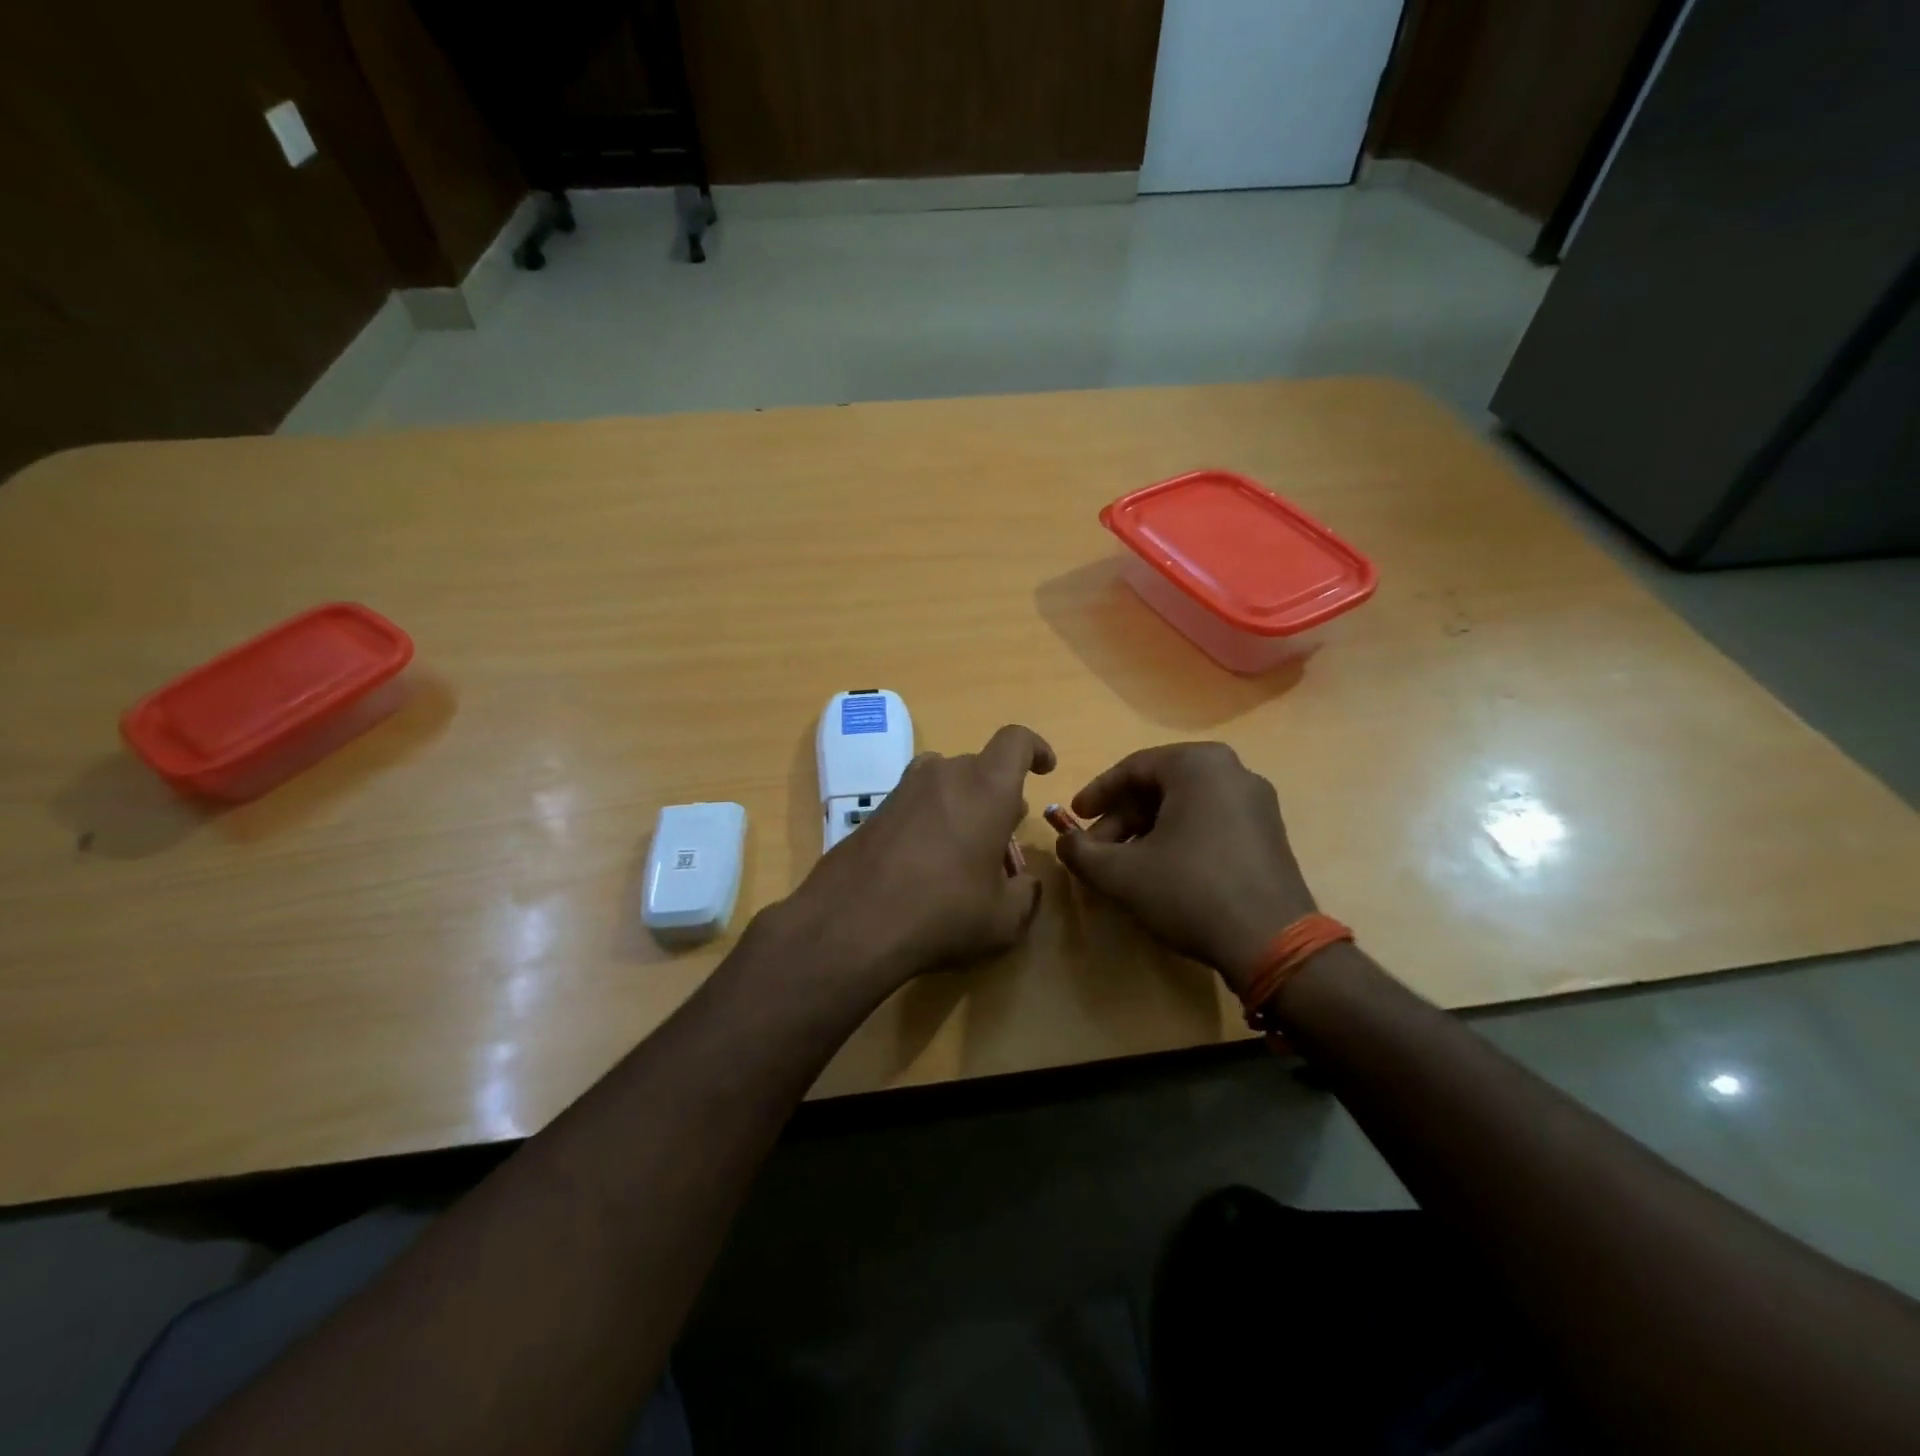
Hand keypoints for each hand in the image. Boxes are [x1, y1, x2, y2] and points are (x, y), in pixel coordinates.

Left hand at [779, 725, 1055, 993]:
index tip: (1045, 769)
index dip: (1035, 748)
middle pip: (981, 767)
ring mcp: (904, 788)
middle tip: (1003, 835)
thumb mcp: (1004, 919)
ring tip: (965, 848)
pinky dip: (932, 818)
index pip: (1016, 741)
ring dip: (964, 804)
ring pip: (947, 782)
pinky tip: (926, 862)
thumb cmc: (942, 913)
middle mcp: (944, 774)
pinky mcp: (876, 809)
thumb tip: (1025, 883)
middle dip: (999, 794)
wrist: (851, 923)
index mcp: (986, 788)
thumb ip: (1026, 894)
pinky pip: (918, 801)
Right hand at [1053, 743, 1316, 994]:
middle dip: (1121, 819)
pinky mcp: (1269, 833)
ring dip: (1147, 832)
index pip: (1131, 769)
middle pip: (1159, 787)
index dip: (1096, 795)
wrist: (1272, 942)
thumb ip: (1080, 851)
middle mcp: (1232, 770)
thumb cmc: (1189, 891)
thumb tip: (1064, 842)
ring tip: (1125, 867)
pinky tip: (1162, 873)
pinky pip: (1211, 822)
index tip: (1073, 819)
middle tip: (1097, 850)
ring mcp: (1257, 802)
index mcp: (1197, 764)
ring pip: (1185, 806)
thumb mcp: (1120, 873)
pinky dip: (1179, 839)